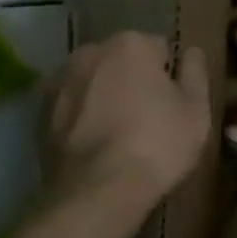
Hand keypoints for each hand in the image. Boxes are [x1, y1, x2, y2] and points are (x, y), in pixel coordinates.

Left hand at [42, 33, 210, 224]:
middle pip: (121, 62)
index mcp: (130, 44)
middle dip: (133, 82)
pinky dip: (82, 119)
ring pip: (93, 83)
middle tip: (148, 120)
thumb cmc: (157, 145)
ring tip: (118, 137)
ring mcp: (59, 82)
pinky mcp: (40, 114)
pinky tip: (95, 147)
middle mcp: (90, 52)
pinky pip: (72, 108)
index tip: (173, 105)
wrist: (96, 193)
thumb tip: (192, 52)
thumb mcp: (196, 110)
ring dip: (104, 97)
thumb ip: (196, 72)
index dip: (169, 78)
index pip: (159, 49)